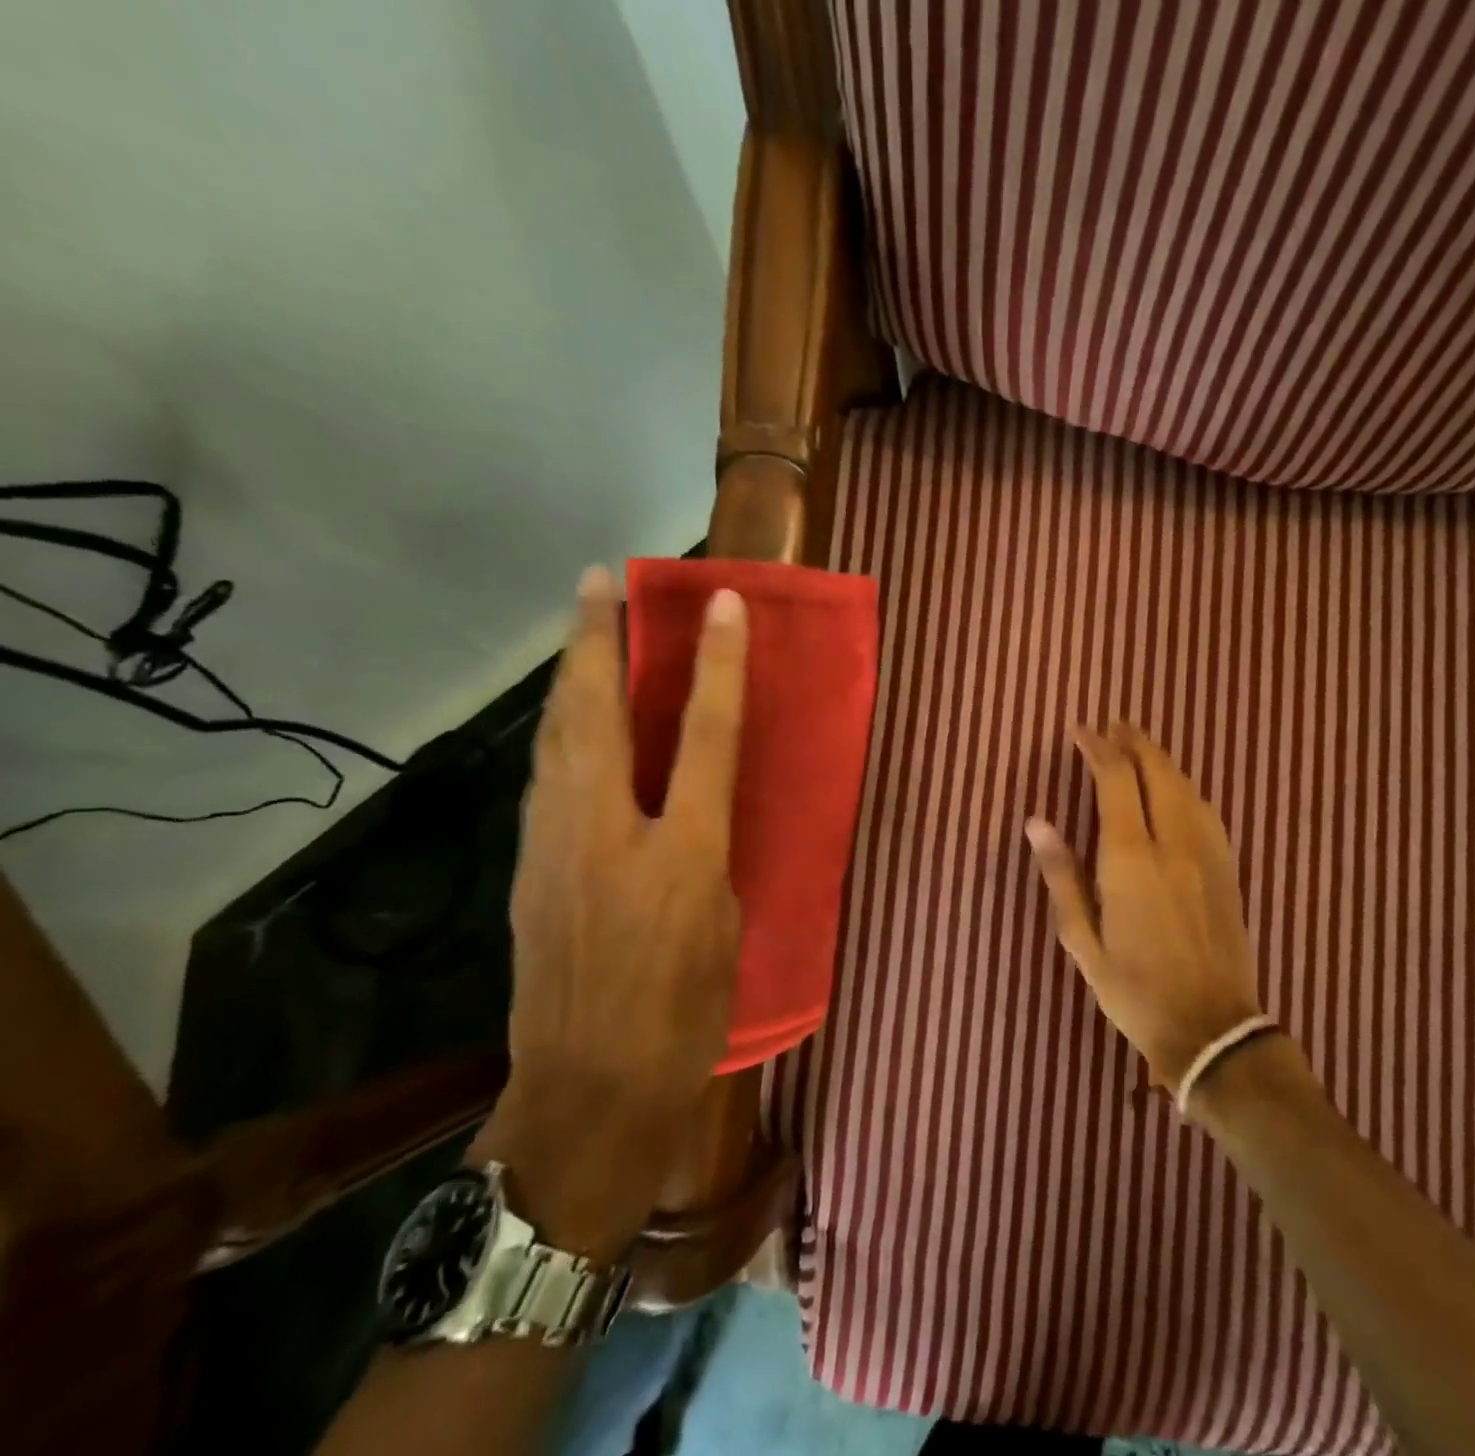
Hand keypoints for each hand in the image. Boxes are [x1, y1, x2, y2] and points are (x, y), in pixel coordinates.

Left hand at [472, 566, 746, 1256]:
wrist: (589, 1095)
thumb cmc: (686, 1018)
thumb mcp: (728, 930)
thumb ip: (712, 857)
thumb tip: (694, 815)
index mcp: (683, 854)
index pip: (705, 736)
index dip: (717, 665)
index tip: (722, 605)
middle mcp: (611, 834)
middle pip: (597, 714)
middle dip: (598, 639)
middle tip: (599, 581)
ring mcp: (555, 848)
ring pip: (556, 738)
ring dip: (570, 676)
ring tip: (580, 631)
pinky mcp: (527, 869)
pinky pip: (545, 778)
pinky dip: (559, 732)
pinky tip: (569, 719)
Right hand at [1026, 722, 1270, 1091]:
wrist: (1211, 1028)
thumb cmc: (1134, 990)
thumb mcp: (1082, 940)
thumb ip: (1061, 876)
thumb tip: (1037, 822)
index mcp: (1130, 858)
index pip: (1115, 780)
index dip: (1098, 748)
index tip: (1081, 731)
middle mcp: (1173, 843)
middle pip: (1157, 771)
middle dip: (1134, 742)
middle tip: (1113, 726)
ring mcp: (1207, 854)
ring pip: (1186, 786)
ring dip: (1161, 759)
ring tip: (1140, 748)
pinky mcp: (1228, 868)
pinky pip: (1206, 810)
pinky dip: (1185, 787)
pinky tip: (1177, 789)